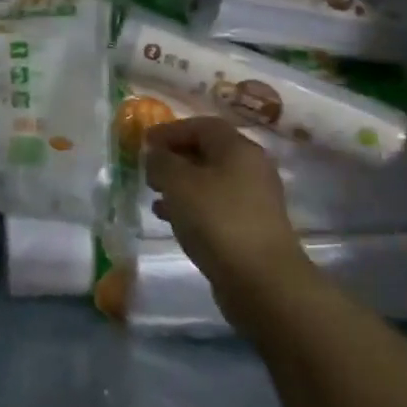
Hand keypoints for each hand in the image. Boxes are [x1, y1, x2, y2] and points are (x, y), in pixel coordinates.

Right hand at [144, 117, 309, 310]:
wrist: (261, 280)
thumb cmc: (217, 220)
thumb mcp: (179, 183)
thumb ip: (161, 161)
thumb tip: (155, 154)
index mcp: (238, 148)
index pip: (202, 125)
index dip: (171, 130)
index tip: (145, 142)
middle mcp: (251, 168)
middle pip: (208, 151)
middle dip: (175, 157)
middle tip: (149, 168)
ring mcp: (254, 200)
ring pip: (210, 180)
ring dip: (181, 183)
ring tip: (154, 194)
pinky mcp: (250, 228)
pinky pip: (215, 206)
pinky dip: (191, 206)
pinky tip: (170, 219)